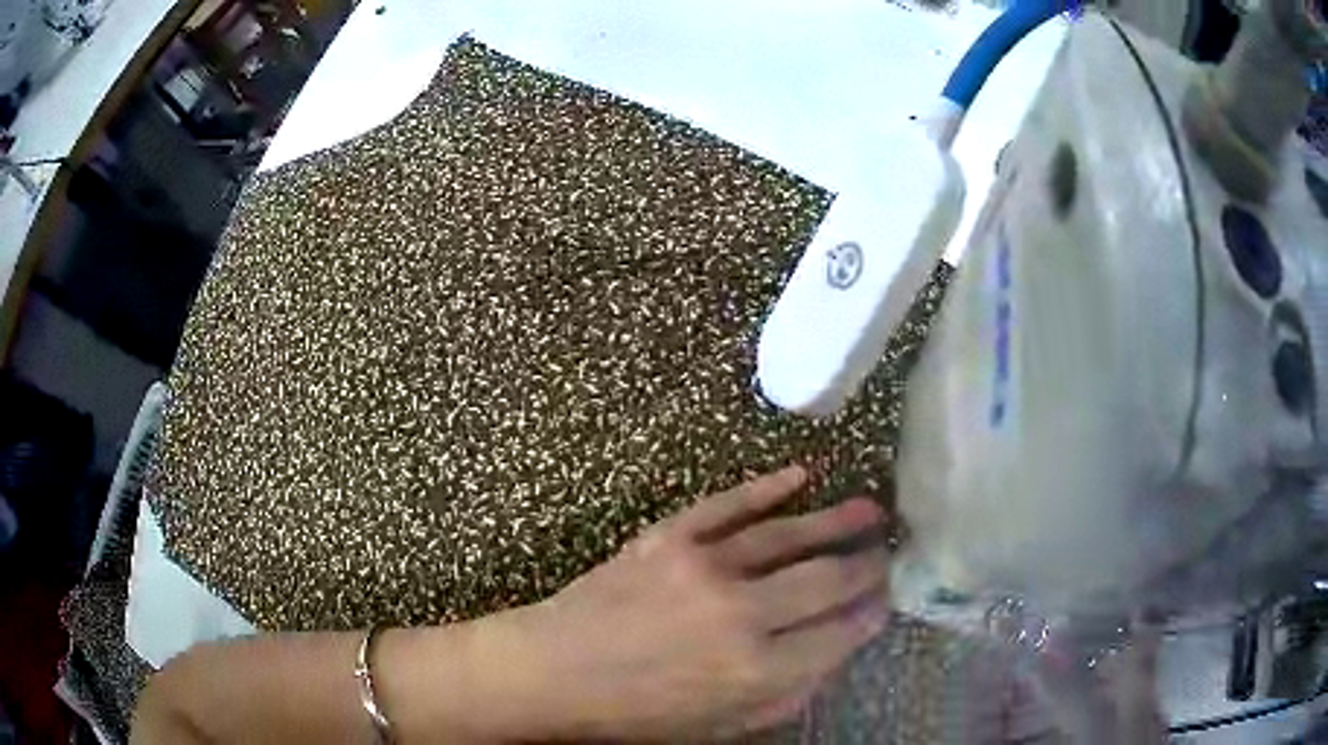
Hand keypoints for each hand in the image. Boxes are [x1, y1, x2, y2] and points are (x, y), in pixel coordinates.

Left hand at [512, 465, 891, 740]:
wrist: (554, 672)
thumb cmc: (637, 714)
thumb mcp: (720, 727)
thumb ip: (787, 695)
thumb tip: (835, 654)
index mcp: (757, 671)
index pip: (837, 634)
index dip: (869, 614)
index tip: (887, 599)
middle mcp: (742, 615)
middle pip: (824, 580)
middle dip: (865, 565)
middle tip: (887, 553)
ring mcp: (703, 568)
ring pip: (787, 536)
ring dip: (835, 520)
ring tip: (871, 510)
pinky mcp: (668, 537)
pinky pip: (728, 505)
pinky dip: (767, 488)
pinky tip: (801, 475)